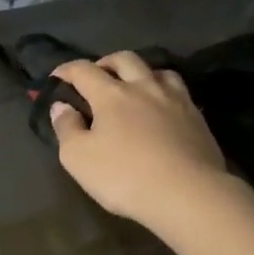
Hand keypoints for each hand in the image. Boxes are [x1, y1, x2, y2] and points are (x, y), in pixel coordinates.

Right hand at [49, 53, 231, 231]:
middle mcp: (144, 87)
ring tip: (134, 88)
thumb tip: (61, 106)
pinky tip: (162, 108)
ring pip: (157, 70)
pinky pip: (178, 91)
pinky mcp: (197, 117)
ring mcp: (175, 99)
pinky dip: (163, 92)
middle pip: (124, 59)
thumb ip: (66, 128)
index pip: (83, 71)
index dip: (66, 70)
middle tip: (97, 76)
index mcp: (111, 95)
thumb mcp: (78, 158)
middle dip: (106, 63)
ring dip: (140, 73)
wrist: (188, 194)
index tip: (56, 77)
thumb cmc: (124, 177)